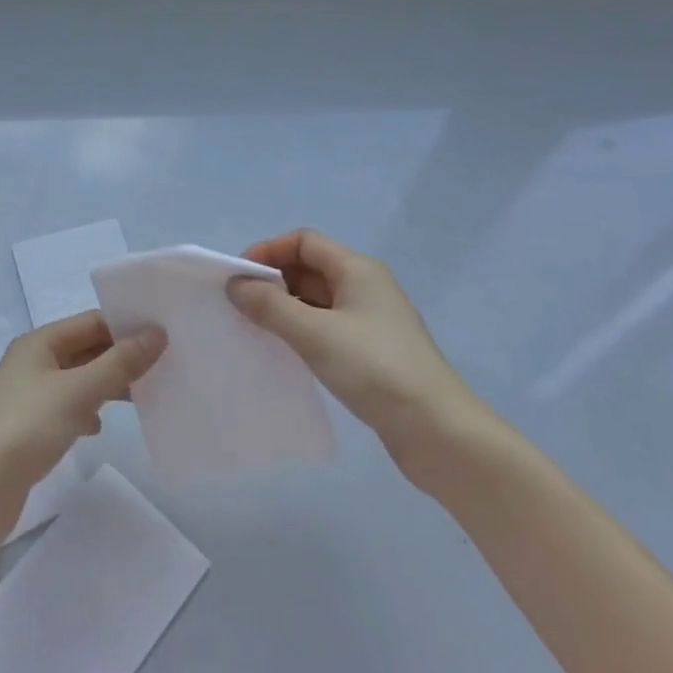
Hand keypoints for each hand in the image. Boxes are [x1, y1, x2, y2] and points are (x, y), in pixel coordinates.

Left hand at [0, 312, 166, 549]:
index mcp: (39, 342)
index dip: (127, 325)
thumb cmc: (26, 429)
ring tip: (145, 394)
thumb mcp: (78, 392)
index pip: (92, 321)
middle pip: (86, 349)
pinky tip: (100, 427)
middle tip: (165, 364)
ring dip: (108, 384)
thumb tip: (156, 333)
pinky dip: (88, 411)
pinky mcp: (29, 426)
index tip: (166, 334)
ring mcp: (29, 395)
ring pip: (79, 379)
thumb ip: (119, 363)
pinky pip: (68, 407)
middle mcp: (33, 361)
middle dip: (121, 356)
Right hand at [229, 229, 484, 491]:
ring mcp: (371, 320)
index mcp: (358, 269)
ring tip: (254, 328)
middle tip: (239, 305)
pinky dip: (302, 330)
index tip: (238, 276)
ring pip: (318, 300)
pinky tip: (285, 351)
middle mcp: (366, 286)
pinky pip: (328, 327)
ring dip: (285, 307)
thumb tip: (235, 284)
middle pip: (310, 268)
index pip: (304, 241)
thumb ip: (270, 306)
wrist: (437, 430)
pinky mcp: (373, 351)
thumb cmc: (375, 368)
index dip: (268, 250)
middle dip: (273, 280)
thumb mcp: (315, 333)